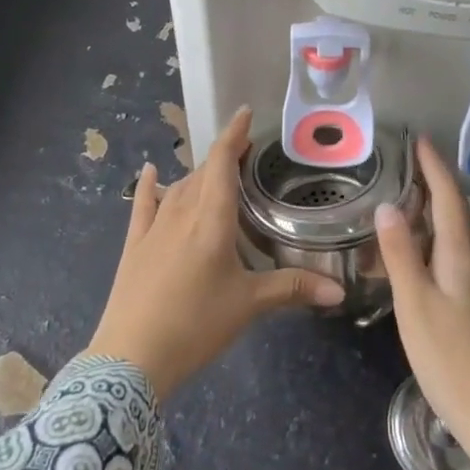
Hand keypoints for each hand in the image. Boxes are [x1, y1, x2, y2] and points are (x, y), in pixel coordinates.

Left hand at [85, 107, 343, 397]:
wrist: (131, 356)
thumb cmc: (195, 323)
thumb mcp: (248, 305)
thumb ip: (292, 289)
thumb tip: (338, 290)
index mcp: (212, 219)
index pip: (222, 163)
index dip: (234, 135)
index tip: (245, 113)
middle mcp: (182, 213)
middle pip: (203, 173)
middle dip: (223, 158)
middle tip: (244, 155)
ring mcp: (154, 228)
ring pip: (178, 187)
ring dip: (197, 175)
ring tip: (215, 173)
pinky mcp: (135, 245)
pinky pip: (143, 205)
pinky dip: (149, 186)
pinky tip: (151, 172)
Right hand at [376, 138, 469, 469]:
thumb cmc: (452, 359)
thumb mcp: (416, 305)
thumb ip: (400, 254)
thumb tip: (387, 206)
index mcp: (461, 256)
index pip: (449, 199)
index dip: (435, 168)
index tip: (420, 140)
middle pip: (457, 213)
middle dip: (436, 183)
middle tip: (409, 162)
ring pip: (456, 236)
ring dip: (435, 211)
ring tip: (407, 200)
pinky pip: (452, 256)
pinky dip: (433, 240)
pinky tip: (417, 254)